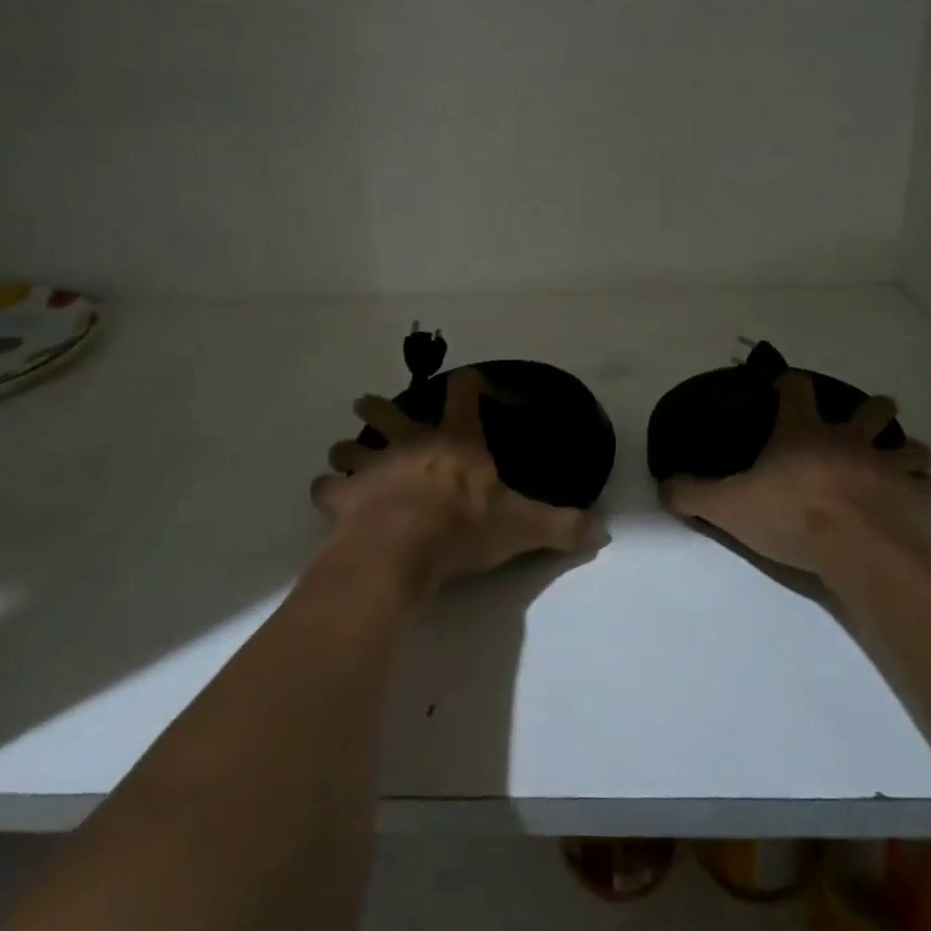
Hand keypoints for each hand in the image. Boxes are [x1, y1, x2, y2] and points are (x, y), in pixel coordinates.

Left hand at [310, 367, 607, 599]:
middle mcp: (412, 445)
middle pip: (390, 413)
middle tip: (366, 403)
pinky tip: (326, 496)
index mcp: (456, 443)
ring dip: (348, 448)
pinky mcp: (345, 497)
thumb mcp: (522, 527)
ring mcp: (374, 467)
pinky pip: (328, 488)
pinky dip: (327, 491)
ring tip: (343, 452)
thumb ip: (561, 526)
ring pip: (352, 447)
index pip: (464, 396)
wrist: (401, 551)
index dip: (468, 385)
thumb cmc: (463, 529)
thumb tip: (604, 532)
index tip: (468, 380)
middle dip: (378, 407)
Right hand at [659, 370, 930, 576]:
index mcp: (804, 434)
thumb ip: (693, 493)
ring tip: (898, 462)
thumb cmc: (792, 518)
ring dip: (905, 451)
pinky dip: (923, 492)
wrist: (859, 552)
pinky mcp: (918, 498)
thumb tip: (662, 484)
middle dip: (873, 410)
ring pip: (910, 446)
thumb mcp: (728, 506)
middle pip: (872, 410)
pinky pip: (929, 487)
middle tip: (866, 419)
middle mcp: (851, 440)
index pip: (797, 390)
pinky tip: (915, 502)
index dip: (791, 384)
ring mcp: (889, 466)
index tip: (787, 387)